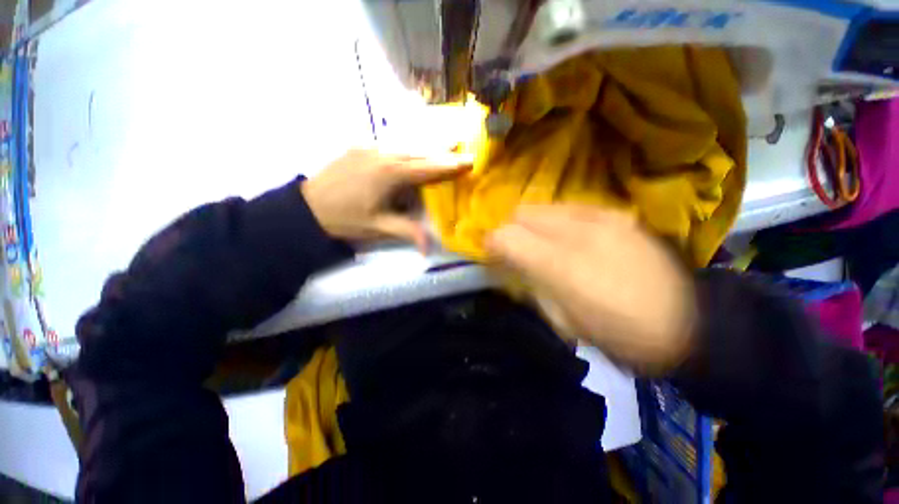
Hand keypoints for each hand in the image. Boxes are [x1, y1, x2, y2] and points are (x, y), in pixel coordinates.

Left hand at [302, 149, 471, 251]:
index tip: (469, 160)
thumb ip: (407, 232)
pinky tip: (413, 156)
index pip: (427, 167)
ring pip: (406, 146)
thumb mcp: (378, 227)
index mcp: (390, 174)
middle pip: (420, 152)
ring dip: (426, 151)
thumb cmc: (346, 219)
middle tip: (462, 154)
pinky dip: (408, 151)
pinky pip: (392, 146)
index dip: (450, 164)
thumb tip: (430, 248)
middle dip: (443, 154)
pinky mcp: (360, 146)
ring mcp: (370, 147)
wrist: (307, 206)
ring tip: (443, 153)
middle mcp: (383, 154)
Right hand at [486, 205, 695, 373]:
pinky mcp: (617, 214)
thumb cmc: (619, 334)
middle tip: (515, 250)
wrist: (690, 323)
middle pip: (521, 213)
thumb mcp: (562, 321)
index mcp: (562, 266)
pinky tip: (567, 238)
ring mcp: (601, 216)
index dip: (491, 243)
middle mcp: (578, 231)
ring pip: (544, 206)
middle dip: (510, 230)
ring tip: (541, 245)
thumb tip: (508, 264)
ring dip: (532, 224)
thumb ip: (529, 286)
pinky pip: (569, 207)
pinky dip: (555, 220)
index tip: (492, 256)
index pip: (506, 236)